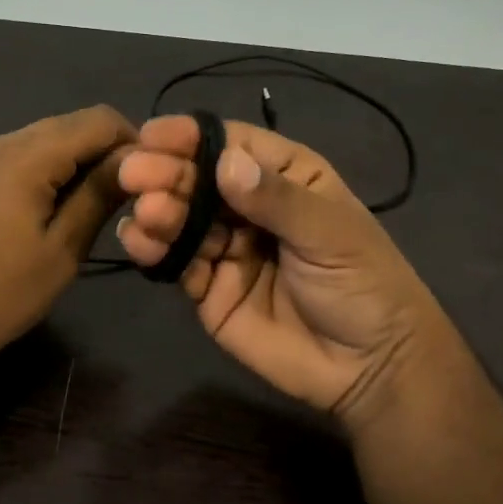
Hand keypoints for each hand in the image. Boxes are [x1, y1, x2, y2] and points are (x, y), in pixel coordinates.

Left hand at [0, 105, 136, 380]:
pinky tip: (64, 207)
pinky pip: (27, 157)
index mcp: (27, 155)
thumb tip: (136, 161)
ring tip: (102, 205)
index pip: (99, 119)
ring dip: (81, 162)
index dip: (134, 141)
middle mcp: (4, 142)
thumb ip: (99, 195)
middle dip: (108, 151)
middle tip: (132, 196)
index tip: (153, 180)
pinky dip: (55, 171)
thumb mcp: (62, 248)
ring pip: (50, 140)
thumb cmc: (1, 292)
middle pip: (73, 124)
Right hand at [116, 116, 449, 425]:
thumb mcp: (330, 234)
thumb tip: (225, 163)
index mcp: (285, 177)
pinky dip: (153, 250)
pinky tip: (138, 241)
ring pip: (181, 220)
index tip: (153, 135)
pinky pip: (175, 262)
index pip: (232, 145)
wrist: (369, 369)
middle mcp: (248, 206)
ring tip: (146, 214)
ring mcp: (225, 248)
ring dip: (157, 212)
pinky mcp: (207, 288)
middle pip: (198, 180)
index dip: (192, 137)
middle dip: (166, 174)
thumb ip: (276, 199)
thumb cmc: (363, 286)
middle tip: (133, 173)